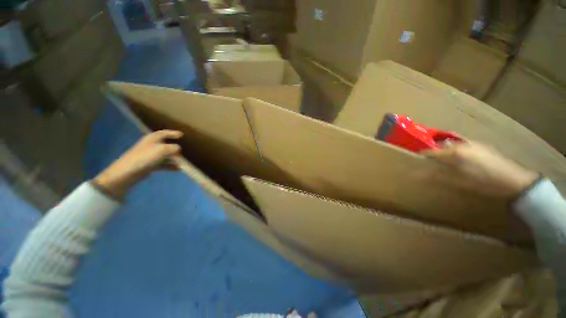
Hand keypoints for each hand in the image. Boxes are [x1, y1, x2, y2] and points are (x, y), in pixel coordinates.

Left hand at [93, 130, 182, 198]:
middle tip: (184, 150)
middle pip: (166, 144)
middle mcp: (151, 145)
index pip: (164, 133)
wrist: (128, 172)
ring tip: (183, 162)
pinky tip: (178, 169)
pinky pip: (163, 164)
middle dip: (175, 148)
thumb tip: (179, 149)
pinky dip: (170, 166)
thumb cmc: (145, 157)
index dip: (172, 133)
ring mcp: (150, 155)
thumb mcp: (163, 150)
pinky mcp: (149, 165)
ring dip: (174, 158)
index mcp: (152, 139)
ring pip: (165, 155)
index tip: (181, 135)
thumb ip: (174, 148)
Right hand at [424, 141, 538, 198]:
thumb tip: (417, 175)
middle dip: (433, 151)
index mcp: (454, 152)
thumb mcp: (458, 182)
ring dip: (445, 150)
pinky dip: (456, 151)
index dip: (422, 155)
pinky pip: (463, 145)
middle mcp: (462, 144)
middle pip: (440, 144)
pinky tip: (462, 161)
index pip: (431, 151)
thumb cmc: (483, 182)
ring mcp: (473, 143)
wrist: (513, 180)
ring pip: (452, 144)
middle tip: (430, 161)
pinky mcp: (482, 146)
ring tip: (445, 161)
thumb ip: (437, 176)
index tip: (416, 160)